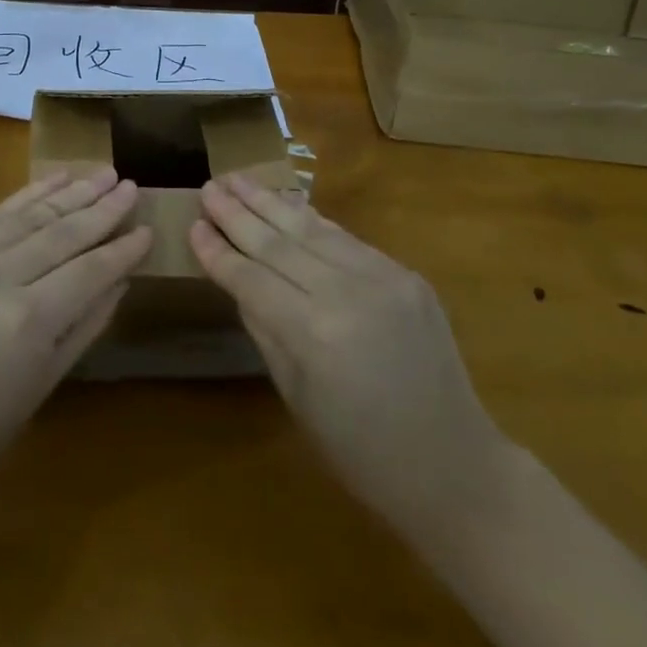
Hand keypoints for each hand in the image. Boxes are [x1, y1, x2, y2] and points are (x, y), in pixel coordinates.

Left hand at [0, 168, 150, 511]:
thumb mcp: (40, 385)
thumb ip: (84, 325)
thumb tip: (120, 280)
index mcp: (28, 321)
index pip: (90, 270)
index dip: (122, 249)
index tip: (148, 228)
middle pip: (63, 232)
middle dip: (103, 208)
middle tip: (132, 184)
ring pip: (30, 214)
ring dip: (70, 191)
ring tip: (102, 173)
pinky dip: (27, 196)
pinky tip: (53, 180)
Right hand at [190, 174, 505, 532]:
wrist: (455, 468)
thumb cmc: (362, 452)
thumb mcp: (296, 397)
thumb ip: (264, 328)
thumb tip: (237, 279)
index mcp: (314, 335)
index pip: (251, 279)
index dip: (218, 252)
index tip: (191, 224)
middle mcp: (347, 294)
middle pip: (278, 243)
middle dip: (237, 213)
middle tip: (208, 186)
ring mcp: (382, 278)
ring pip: (311, 228)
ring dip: (269, 201)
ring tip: (237, 178)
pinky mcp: (406, 274)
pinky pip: (346, 239)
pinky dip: (311, 220)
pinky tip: (286, 203)